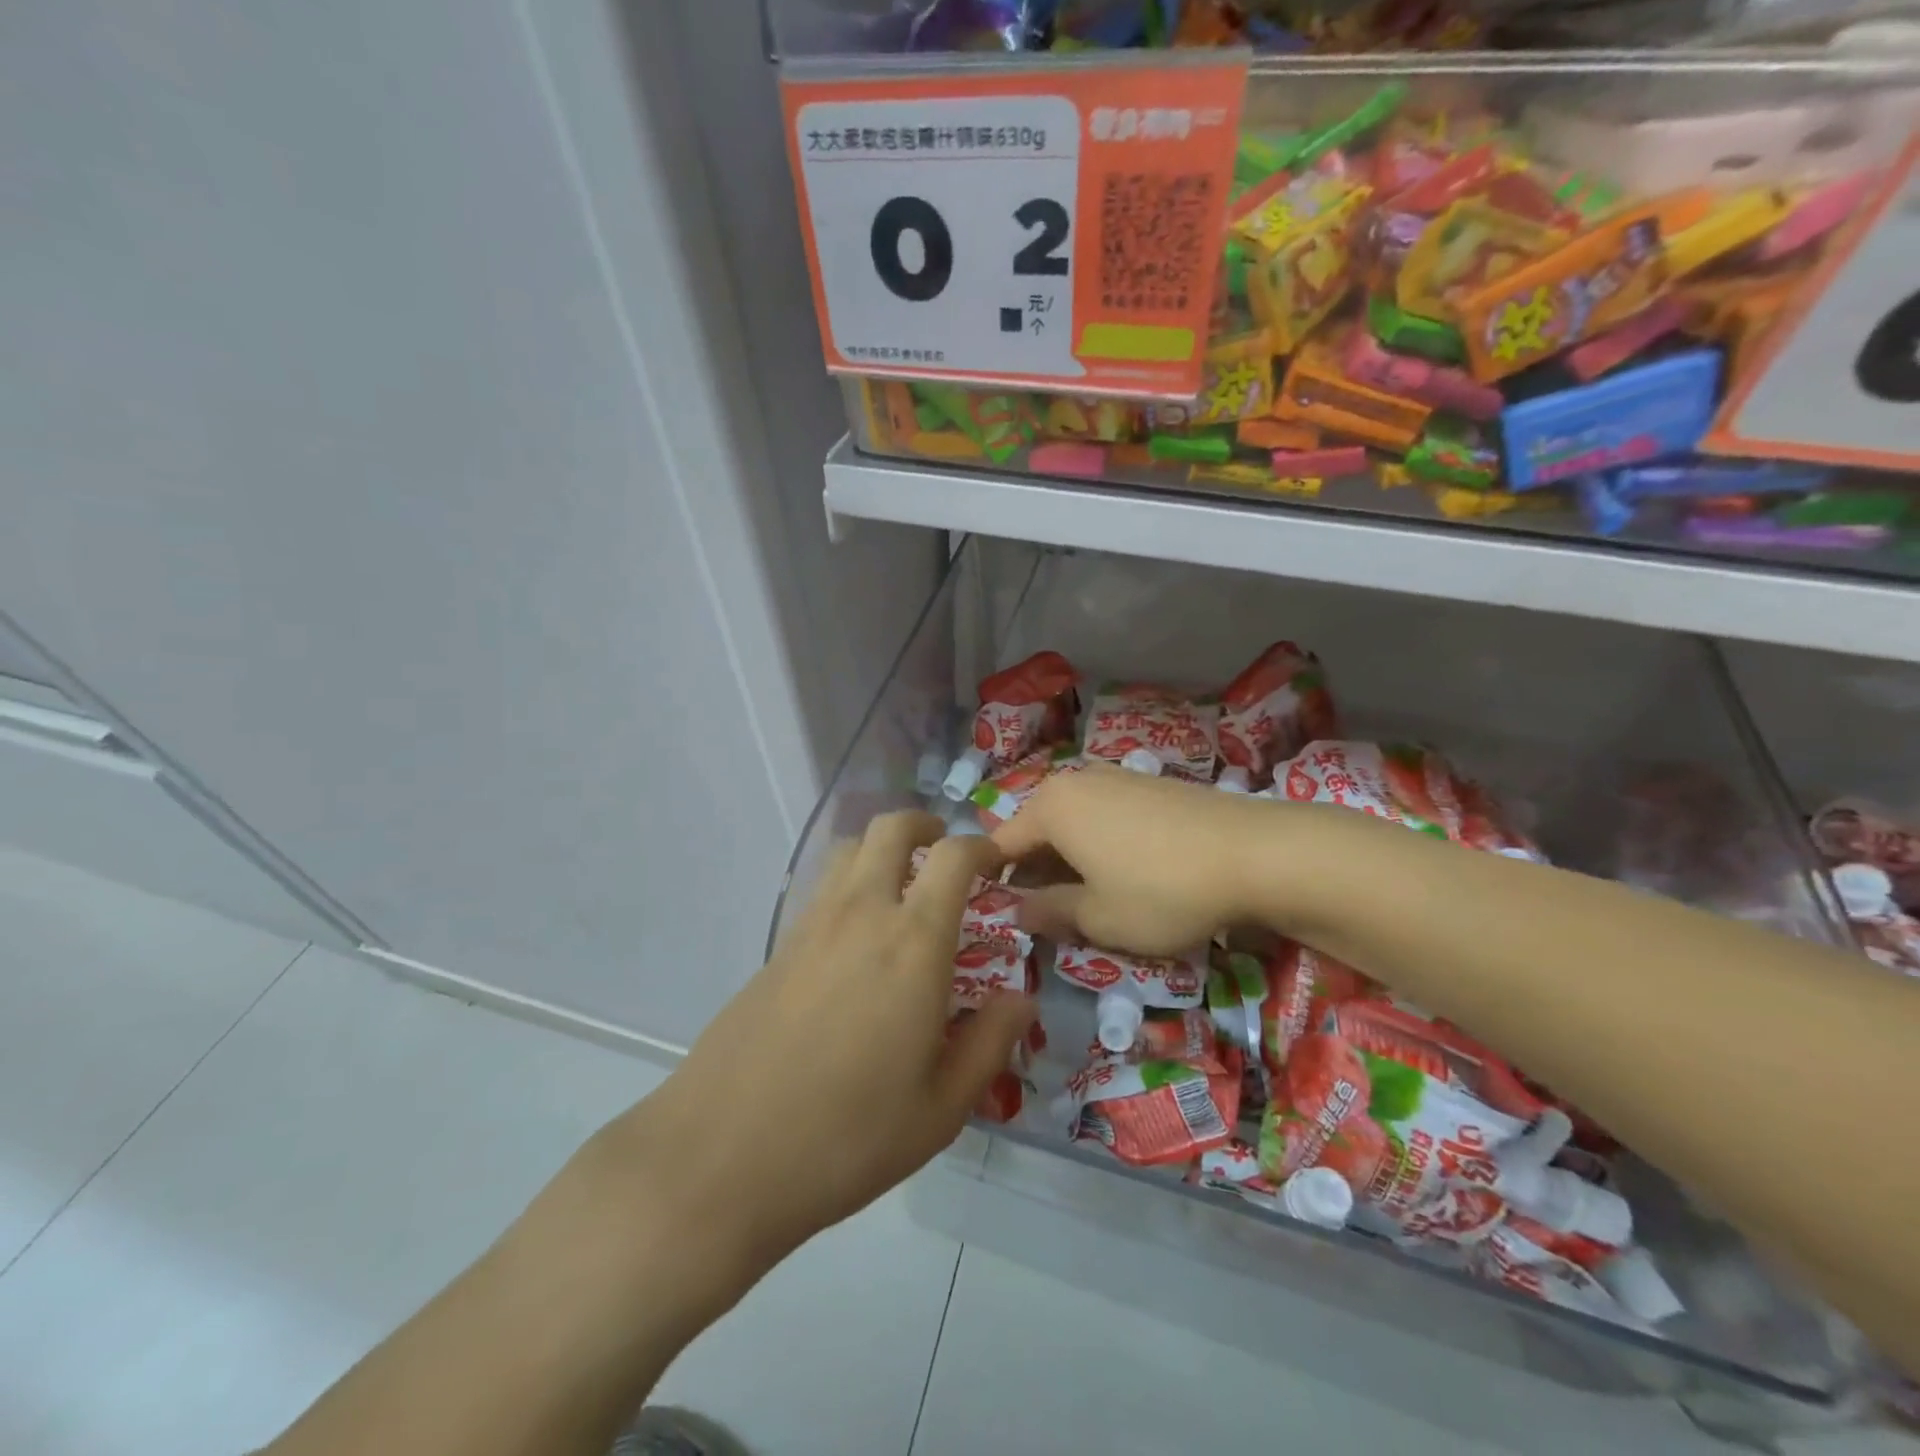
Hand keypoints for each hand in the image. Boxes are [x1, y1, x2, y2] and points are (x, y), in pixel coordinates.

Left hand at [600, 811, 1036, 1276]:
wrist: (722, 1156)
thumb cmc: (848, 1137)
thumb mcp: (941, 1108)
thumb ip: (990, 1043)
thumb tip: (1020, 998)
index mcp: (913, 942)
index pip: (953, 857)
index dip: (981, 846)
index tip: (996, 864)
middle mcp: (862, 913)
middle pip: (890, 829)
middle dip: (924, 825)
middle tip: (944, 853)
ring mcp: (811, 925)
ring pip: (849, 850)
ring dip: (882, 850)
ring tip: (902, 888)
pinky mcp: (777, 947)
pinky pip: (821, 889)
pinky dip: (849, 885)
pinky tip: (856, 940)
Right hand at [994, 763, 1277, 954]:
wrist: (1257, 853)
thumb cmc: (1162, 890)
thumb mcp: (1098, 917)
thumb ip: (1049, 912)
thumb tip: (1017, 910)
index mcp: (1051, 807)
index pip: (1001, 845)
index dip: (994, 882)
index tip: (998, 918)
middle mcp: (1076, 781)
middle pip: (1037, 830)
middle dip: (1034, 873)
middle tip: (1044, 919)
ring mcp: (1116, 778)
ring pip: (1072, 823)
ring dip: (1068, 861)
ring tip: (1085, 902)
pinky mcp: (1150, 785)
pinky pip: (1105, 816)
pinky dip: (1099, 846)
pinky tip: (1124, 876)